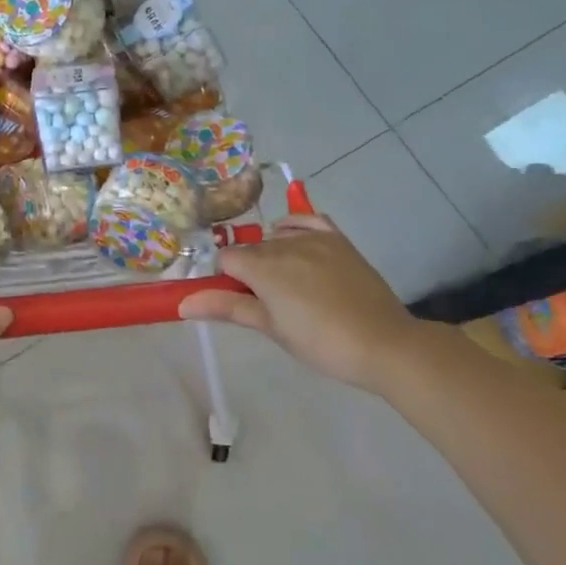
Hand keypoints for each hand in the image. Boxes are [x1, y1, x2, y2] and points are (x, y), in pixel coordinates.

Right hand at [178, 214, 420, 391]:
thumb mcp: (270, 328)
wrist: (382, 343)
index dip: (226, 280)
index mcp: (263, 267)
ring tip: (288, 287)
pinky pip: (307, 221)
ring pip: (276, 237)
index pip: (226, 259)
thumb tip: (183, 303)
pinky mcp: (338, 240)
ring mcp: (314, 238)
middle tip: (264, 302)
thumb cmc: (320, 343)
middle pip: (250, 248)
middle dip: (248, 270)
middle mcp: (284, 243)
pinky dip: (295, 228)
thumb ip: (227, 308)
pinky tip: (296, 245)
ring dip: (272, 254)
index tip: (237, 301)